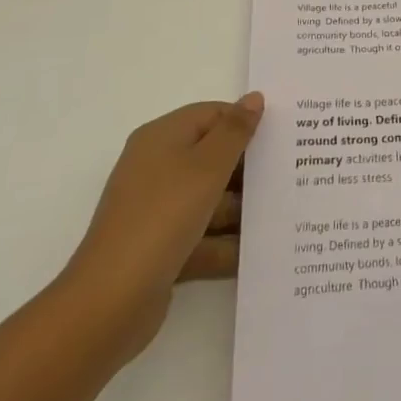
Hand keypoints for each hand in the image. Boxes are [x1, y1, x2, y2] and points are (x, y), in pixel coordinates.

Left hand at [55, 94, 263, 364]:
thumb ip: (235, 131)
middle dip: (249, 168)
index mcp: (162, 139)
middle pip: (213, 157)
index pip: (212, 115)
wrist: (109, 303)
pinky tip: (260, 250)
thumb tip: (254, 97)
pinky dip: (226, 243)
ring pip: (210, 199)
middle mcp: (157, 168)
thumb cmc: (162, 218)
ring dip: (242, 209)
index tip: (283, 136)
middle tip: (291, 173)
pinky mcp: (161, 248)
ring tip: (285, 213)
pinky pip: (202, 237)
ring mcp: (158, 211)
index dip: (245, 122)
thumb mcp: (207, 167)